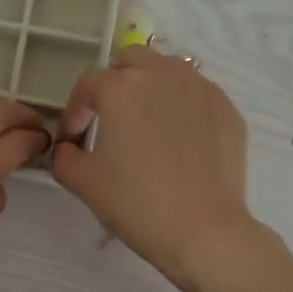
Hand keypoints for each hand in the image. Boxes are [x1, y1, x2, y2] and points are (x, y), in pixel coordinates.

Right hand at [51, 47, 257, 291]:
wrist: (202, 230)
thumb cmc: (135, 202)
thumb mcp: (82, 182)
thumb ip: (64, 156)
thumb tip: (69, 148)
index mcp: (121, 87)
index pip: (88, 84)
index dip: (74, 111)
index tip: (74, 139)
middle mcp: (162, 75)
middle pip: (131, 61)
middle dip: (114, 84)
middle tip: (109, 119)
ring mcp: (201, 89)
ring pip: (168, 71)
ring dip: (150, 89)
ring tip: (146, 124)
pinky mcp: (228, 110)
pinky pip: (197, 95)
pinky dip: (182, 107)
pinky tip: (179, 142)